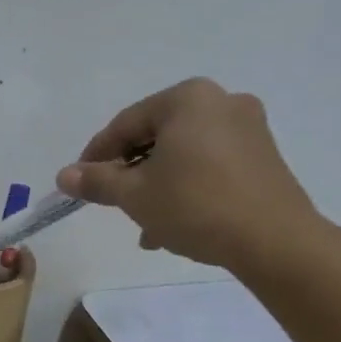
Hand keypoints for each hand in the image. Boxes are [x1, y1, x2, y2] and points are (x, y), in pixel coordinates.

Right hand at [56, 78, 322, 270]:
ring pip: (182, 156)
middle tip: (111, 202)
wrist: (276, 243)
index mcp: (187, 99)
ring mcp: (248, 129)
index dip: (97, 156)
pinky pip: (209, 166)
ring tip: (143, 225)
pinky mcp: (264, 157)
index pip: (125, 125)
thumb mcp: (135, 194)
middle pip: (155, 138)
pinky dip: (187, 188)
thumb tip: (64, 176)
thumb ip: (97, 180)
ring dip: (157, 186)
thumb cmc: (196, 206)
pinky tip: (173, 226)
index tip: (80, 182)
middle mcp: (221, 102)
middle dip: (131, 173)